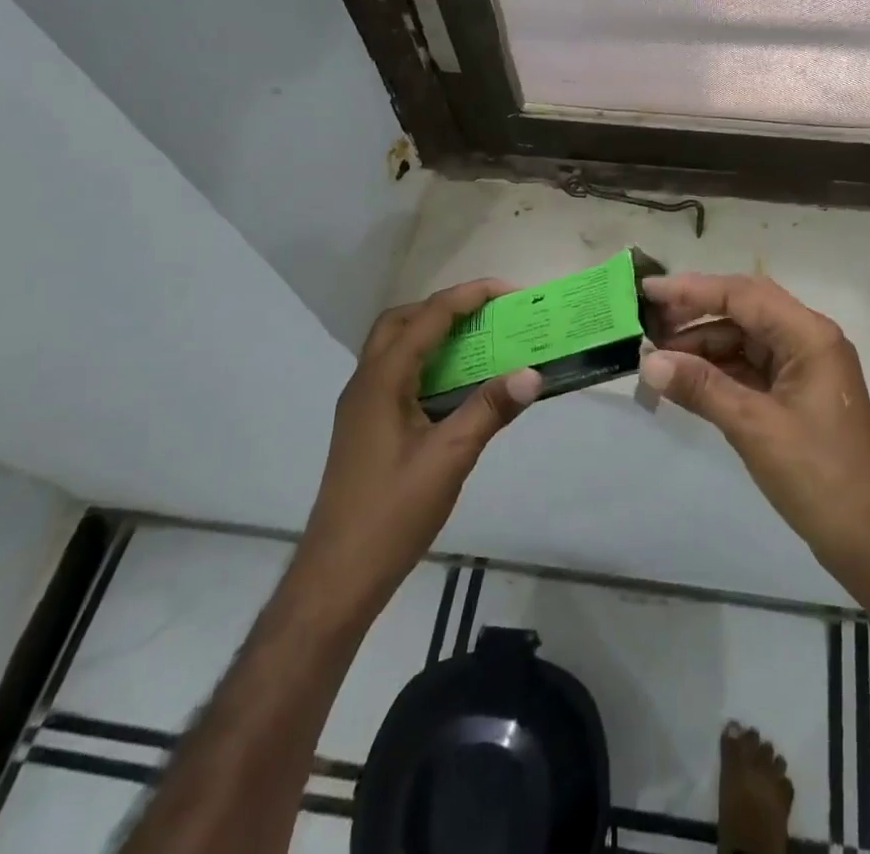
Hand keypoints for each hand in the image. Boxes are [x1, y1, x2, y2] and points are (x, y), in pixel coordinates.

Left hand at [295, 279, 541, 614]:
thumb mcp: (449, 459)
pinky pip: (397, 374)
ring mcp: (362, 406)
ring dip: (434, 333)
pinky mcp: (366, 427)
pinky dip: (427, 362)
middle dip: (445, 306)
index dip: (470, 296)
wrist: (337, 577)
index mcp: (382, 380)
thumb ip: (490, 410)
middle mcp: (366, 382)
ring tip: (479, 342)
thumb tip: (533, 373)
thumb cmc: (391, 514)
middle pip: (402, 321)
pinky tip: (456, 388)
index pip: (428, 317)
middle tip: (488, 314)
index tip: (510, 292)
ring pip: (395, 347)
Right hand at [639, 274, 869, 610]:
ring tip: (656, 359)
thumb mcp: (754, 427)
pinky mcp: (794, 394)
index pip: (743, 294)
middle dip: (695, 315)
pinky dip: (716, 371)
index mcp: (809, 335)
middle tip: (647, 324)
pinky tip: (684, 381)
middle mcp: (807, 340)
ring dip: (702, 346)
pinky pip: (748, 368)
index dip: (693, 289)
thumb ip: (701, 387)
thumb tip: (648, 361)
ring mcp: (802, 367)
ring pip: (743, 340)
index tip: (649, 290)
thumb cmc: (818, 475)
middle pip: (744, 311)